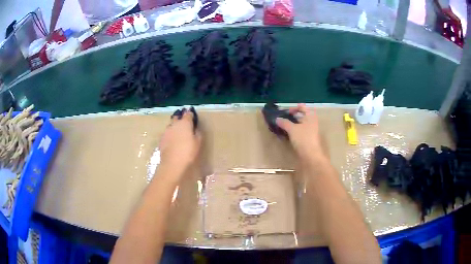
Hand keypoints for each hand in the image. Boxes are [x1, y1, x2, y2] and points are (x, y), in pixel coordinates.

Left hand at [158, 110, 201, 177]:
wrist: (172, 163)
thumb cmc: (188, 152)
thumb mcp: (198, 142)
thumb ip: (197, 132)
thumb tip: (195, 128)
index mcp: (185, 123)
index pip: (188, 114)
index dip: (191, 114)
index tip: (192, 116)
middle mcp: (174, 124)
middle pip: (177, 117)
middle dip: (180, 117)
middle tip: (184, 122)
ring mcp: (166, 131)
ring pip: (171, 125)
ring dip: (175, 126)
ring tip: (178, 132)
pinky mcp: (162, 138)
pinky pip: (167, 133)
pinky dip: (170, 134)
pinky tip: (173, 141)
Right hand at [276, 104, 325, 161]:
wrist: (311, 156)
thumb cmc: (303, 139)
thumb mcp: (292, 129)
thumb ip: (284, 123)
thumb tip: (277, 119)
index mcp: (310, 116)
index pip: (302, 107)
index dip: (293, 108)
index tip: (284, 112)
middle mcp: (312, 122)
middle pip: (301, 116)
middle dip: (291, 117)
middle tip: (282, 119)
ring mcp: (311, 131)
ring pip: (300, 125)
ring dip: (291, 125)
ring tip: (282, 127)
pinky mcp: (308, 139)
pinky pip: (300, 132)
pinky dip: (293, 132)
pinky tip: (286, 135)